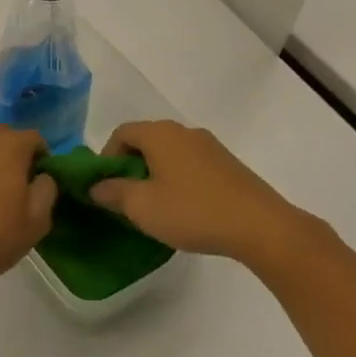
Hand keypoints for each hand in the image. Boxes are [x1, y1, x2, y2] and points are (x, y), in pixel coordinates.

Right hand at [88, 121, 304, 260]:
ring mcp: (210, 146)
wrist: (259, 226)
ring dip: (155, 173)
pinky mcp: (228, 164)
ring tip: (155, 206)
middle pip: (146, 140)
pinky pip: (191, 164)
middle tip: (126, 198)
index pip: (121, 132)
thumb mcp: (142, 206)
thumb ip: (113, 192)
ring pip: (170, 153)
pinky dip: (178, 179)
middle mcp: (184, 131)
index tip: (104, 186)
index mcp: (160, 133)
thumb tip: (96, 186)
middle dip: (130, 166)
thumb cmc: (192, 211)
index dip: (106, 157)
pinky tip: (184, 209)